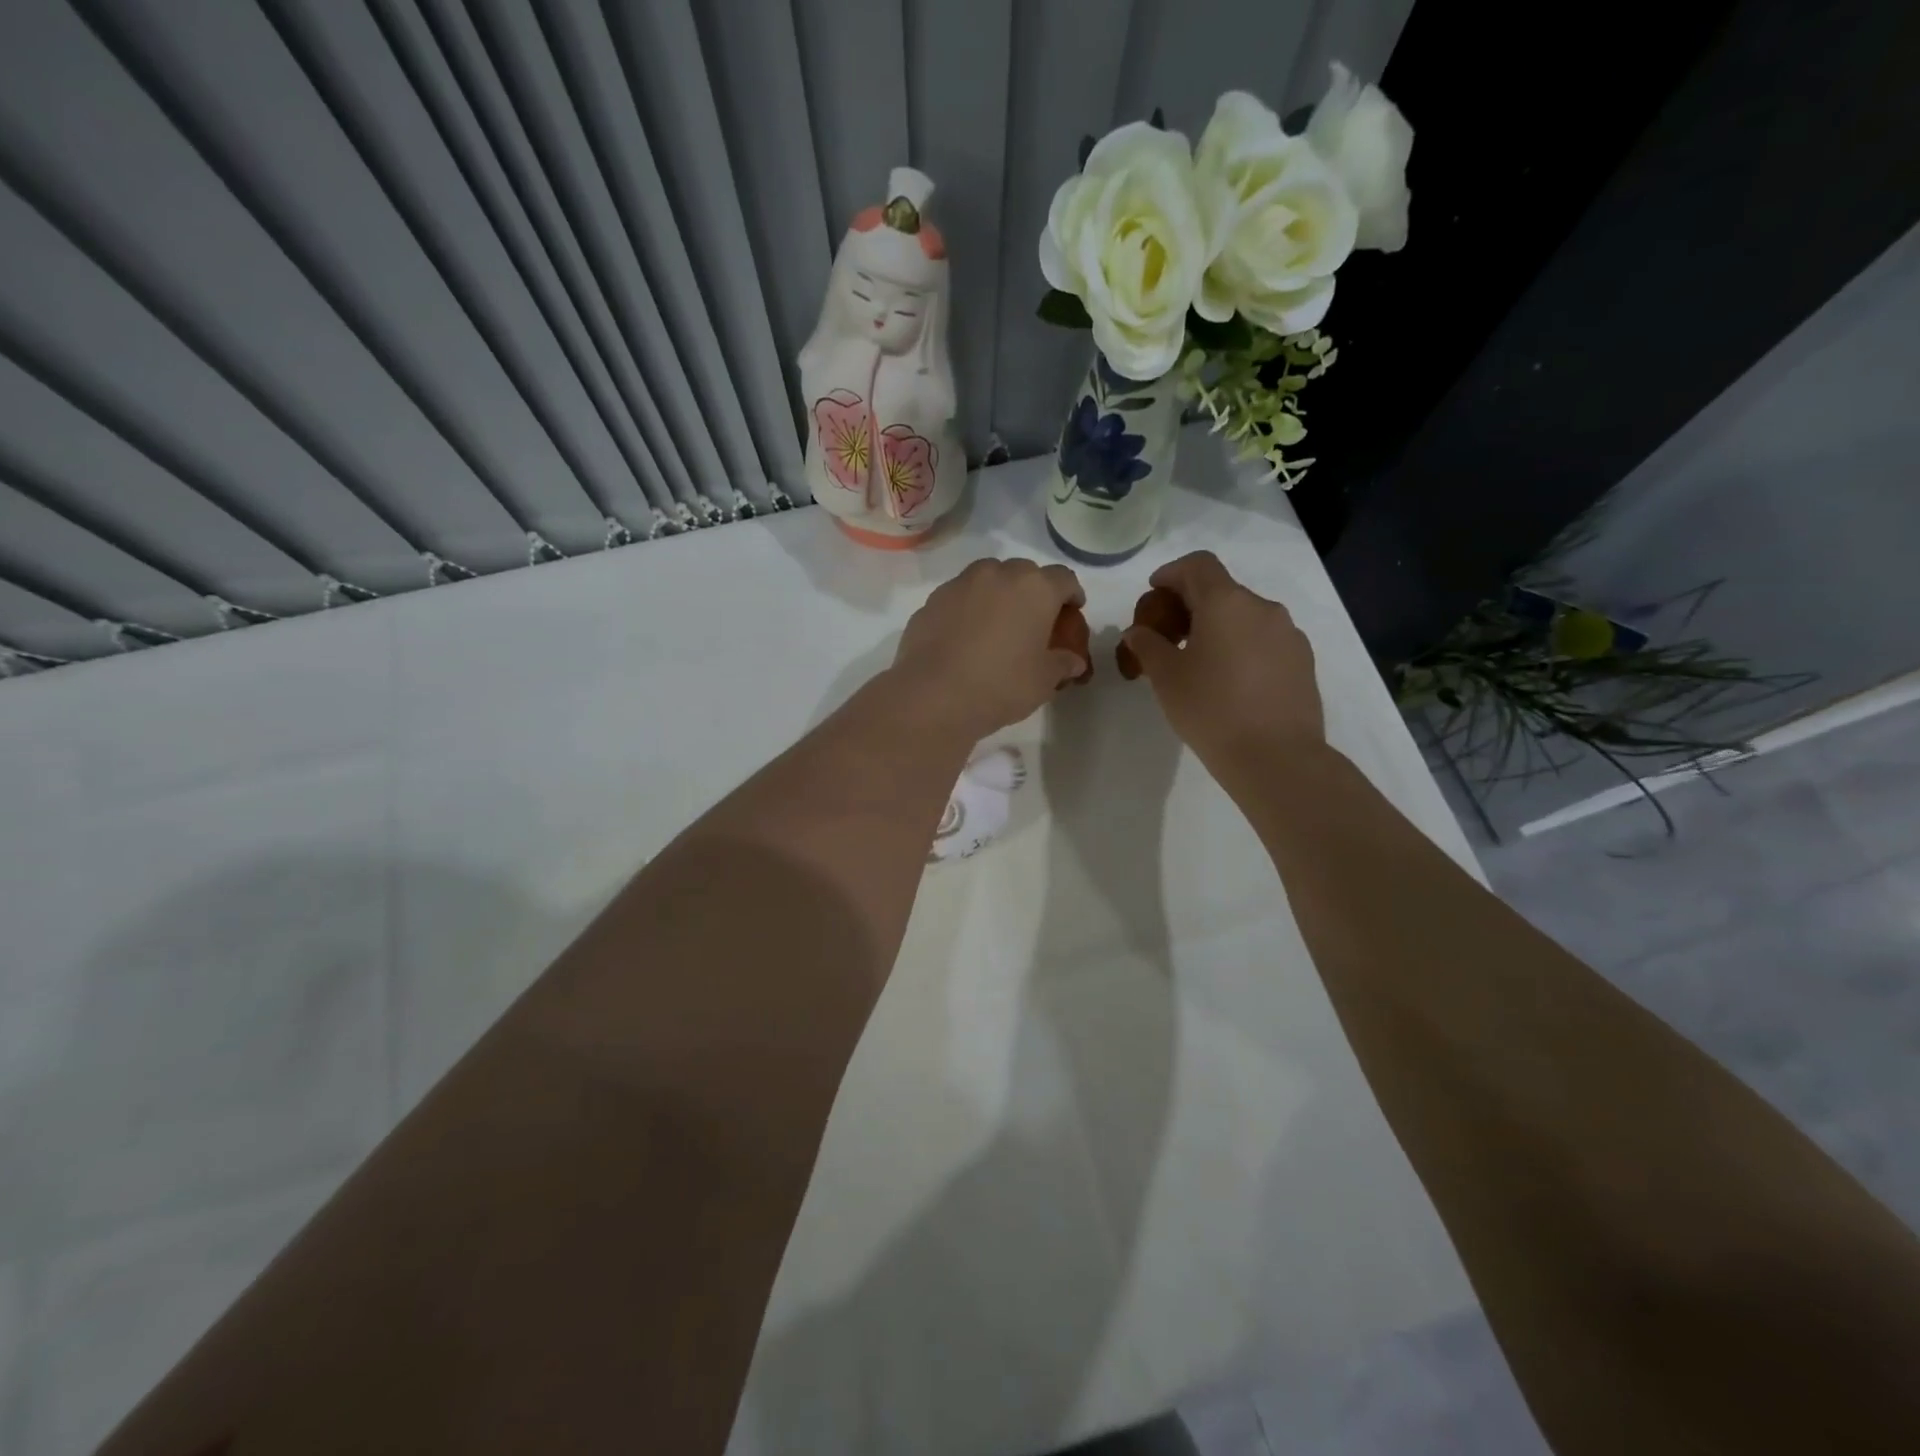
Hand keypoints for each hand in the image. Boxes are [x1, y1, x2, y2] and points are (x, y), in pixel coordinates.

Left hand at [892, 558, 1088, 739]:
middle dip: (1033, 592)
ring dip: (998, 594)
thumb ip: (1062, 664)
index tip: (1071, 611)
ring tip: (997, 624)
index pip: (1064, 579)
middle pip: (1025, 573)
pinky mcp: (932, 600)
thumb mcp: (1043, 681)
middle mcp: (998, 574)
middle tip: (1033, 620)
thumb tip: (1073, 661)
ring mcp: (961, 583)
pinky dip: (968, 608)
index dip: (1071, 594)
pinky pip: (960, 597)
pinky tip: (966, 636)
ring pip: (988, 578)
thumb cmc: (1001, 685)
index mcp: (1035, 588)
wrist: (933, 696)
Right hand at [1120, 551, 1323, 776]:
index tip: (1154, 593)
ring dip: (1218, 627)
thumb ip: (1148, 645)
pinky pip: (1264, 640)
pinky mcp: (1303, 661)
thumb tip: (1138, 631)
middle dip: (1191, 605)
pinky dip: (1241, 647)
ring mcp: (1288, 634)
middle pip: (1221, 590)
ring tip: (1199, 662)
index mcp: (1226, 602)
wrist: (1276, 757)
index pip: (1198, 565)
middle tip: (1168, 635)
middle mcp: (1262, 607)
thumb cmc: (1211, 709)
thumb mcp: (1166, 677)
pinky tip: (1230, 681)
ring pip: (1245, 617)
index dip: (1171, 573)